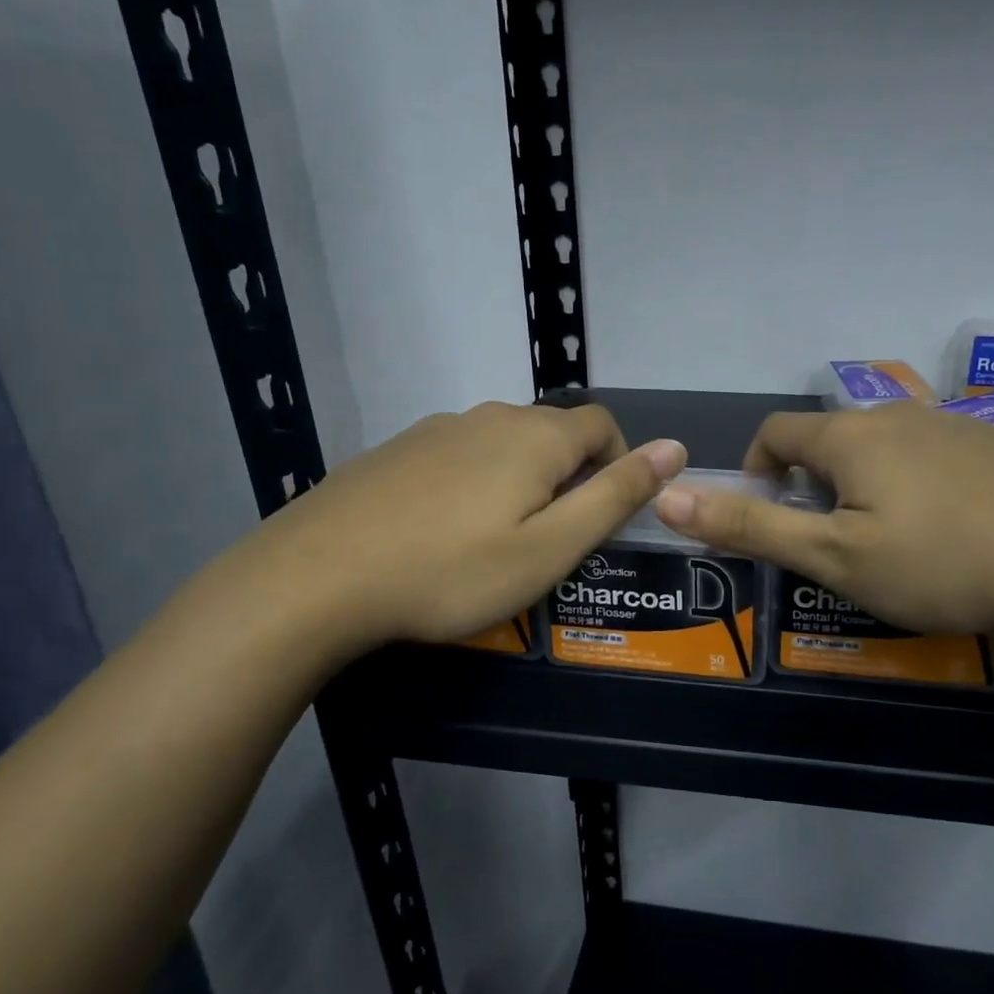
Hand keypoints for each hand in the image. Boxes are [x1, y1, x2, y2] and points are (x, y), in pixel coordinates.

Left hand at [230, 402, 685, 666]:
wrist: (318, 576)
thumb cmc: (452, 571)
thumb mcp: (550, 547)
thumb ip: (616, 495)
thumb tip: (675, 448)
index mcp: (536, 437)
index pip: (602, 425)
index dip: (617, 465)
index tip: (598, 519)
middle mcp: (490, 417)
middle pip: (552, 433)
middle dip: (569, 476)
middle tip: (550, 541)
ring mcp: (436, 429)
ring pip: (503, 444)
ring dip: (520, 480)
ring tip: (496, 541)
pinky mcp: (397, 449)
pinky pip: (458, 455)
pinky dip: (473, 483)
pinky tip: (442, 531)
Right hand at [653, 403, 993, 638]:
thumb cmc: (943, 561)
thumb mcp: (834, 556)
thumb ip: (751, 525)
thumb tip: (668, 496)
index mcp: (851, 435)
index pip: (776, 431)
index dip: (755, 468)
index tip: (768, 515)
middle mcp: (900, 415)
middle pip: (832, 439)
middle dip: (814, 484)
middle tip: (831, 543)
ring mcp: (958, 426)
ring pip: (887, 448)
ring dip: (867, 486)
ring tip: (891, 544)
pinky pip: (937, 458)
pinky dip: (919, 488)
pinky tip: (954, 535)